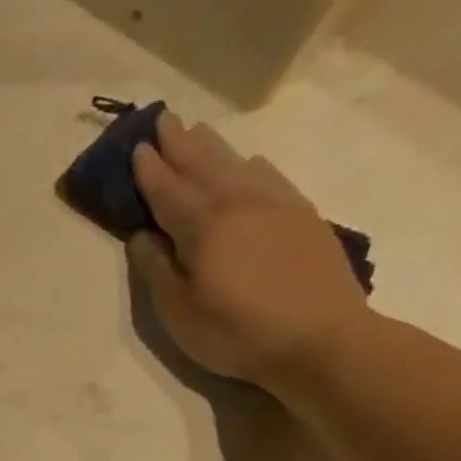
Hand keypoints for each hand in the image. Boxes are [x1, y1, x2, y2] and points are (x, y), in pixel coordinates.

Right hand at [129, 111, 370, 385]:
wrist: (322, 340)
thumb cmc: (237, 332)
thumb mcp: (179, 312)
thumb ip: (157, 269)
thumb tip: (143, 235)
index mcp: (204, 226)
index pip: (169, 191)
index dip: (150, 170)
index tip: (137, 146)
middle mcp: (240, 204)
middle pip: (204, 166)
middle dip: (180, 144)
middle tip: (164, 120)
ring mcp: (277, 207)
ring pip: (238, 165)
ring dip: (213, 148)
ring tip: (198, 132)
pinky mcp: (303, 218)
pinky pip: (271, 178)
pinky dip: (252, 165)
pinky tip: (249, 162)